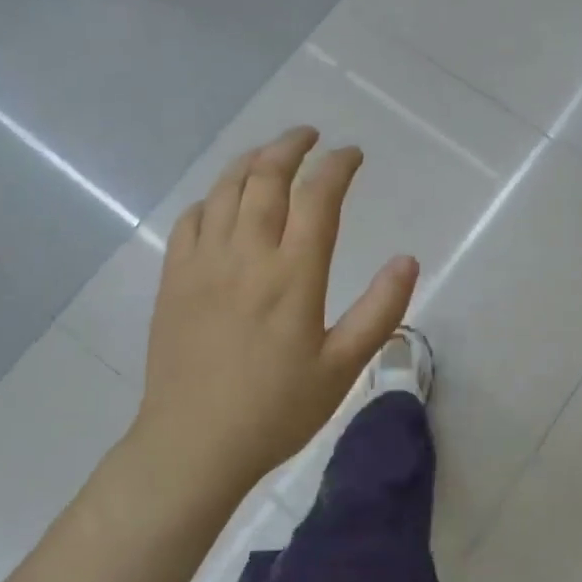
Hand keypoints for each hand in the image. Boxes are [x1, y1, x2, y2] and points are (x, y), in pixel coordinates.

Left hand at [130, 127, 418, 495]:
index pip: (318, 196)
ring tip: (270, 152)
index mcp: (293, 274)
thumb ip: (379, 310)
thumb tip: (407, 259)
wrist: (193, 444)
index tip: (353, 155)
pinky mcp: (173, 279)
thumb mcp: (342, 368)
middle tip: (310, 136)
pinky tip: (221, 201)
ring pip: (224, 189)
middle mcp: (246, 254)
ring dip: (250, 161)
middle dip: (291, 146)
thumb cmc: (276, 410)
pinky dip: (211, 198)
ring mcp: (203, 263)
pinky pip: (189, 220)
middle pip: (266, 177)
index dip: (338, 166)